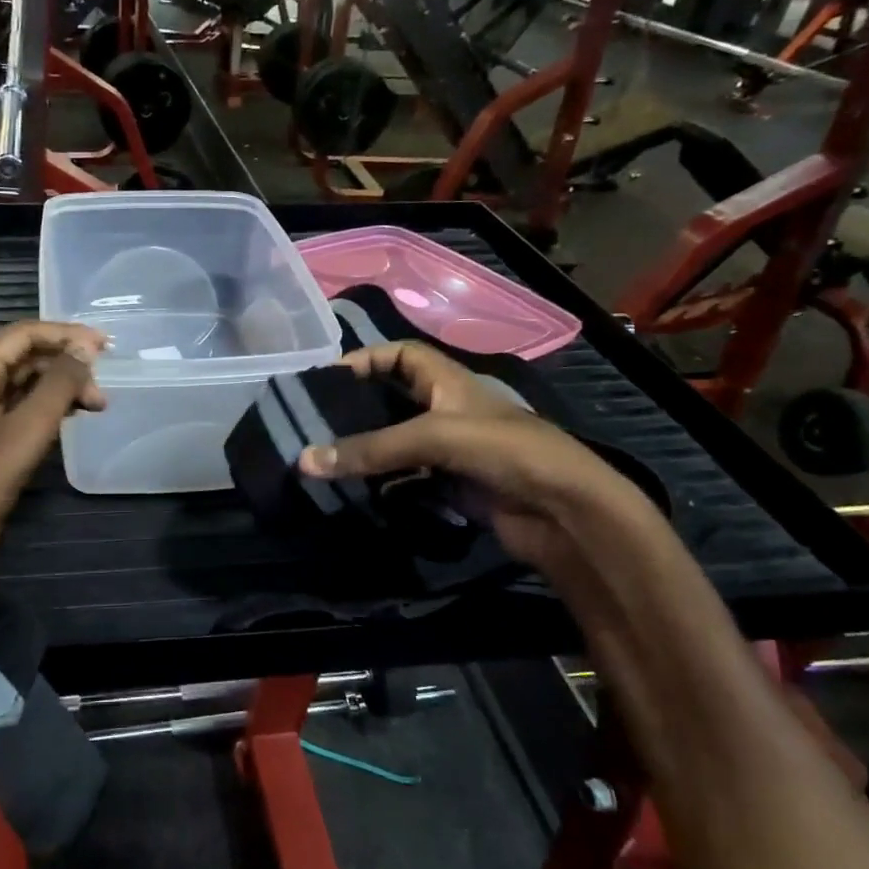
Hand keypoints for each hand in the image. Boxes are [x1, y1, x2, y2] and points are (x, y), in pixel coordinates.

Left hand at [0, 321, 106, 570]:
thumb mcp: (24, 432)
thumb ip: (57, 386)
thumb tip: (86, 348)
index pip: (22, 334)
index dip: (66, 335)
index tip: (106, 346)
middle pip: (24, 355)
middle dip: (66, 364)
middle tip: (103, 387)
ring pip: (25, 382)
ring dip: (61, 387)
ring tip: (97, 404)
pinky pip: (21, 406)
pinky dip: (49, 407)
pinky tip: (74, 416)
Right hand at [296, 341, 662, 574]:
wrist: (565, 513)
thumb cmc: (507, 452)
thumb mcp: (435, 437)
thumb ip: (372, 449)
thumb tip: (303, 461)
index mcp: (450, 383)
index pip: (403, 355)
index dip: (368, 357)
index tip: (327, 377)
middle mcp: (447, 412)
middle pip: (393, 400)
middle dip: (357, 409)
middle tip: (313, 422)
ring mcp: (450, 452)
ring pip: (396, 445)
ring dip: (366, 451)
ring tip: (323, 458)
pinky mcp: (451, 487)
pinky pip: (406, 480)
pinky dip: (382, 485)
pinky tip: (355, 492)